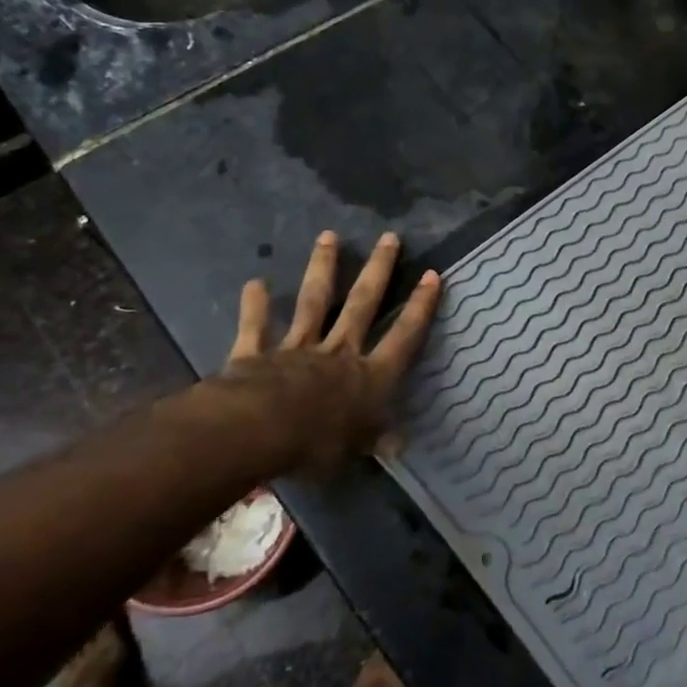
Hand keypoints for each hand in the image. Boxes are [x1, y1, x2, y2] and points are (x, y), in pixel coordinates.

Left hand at [209, 231, 441, 479]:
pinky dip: (255, 306)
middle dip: (378, 270)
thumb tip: (399, 444)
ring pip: (314, 303)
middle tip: (389, 237)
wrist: (261, 430)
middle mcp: (338, 353)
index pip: (403, 337)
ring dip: (323, 269)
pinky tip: (255, 283)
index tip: (432, 275)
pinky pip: (257, 328)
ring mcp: (297, 348)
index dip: (420, 307)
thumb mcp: (355, 450)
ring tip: (329, 236)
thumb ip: (375, 441)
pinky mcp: (257, 354)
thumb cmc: (317, 443)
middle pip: (362, 305)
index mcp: (368, 377)